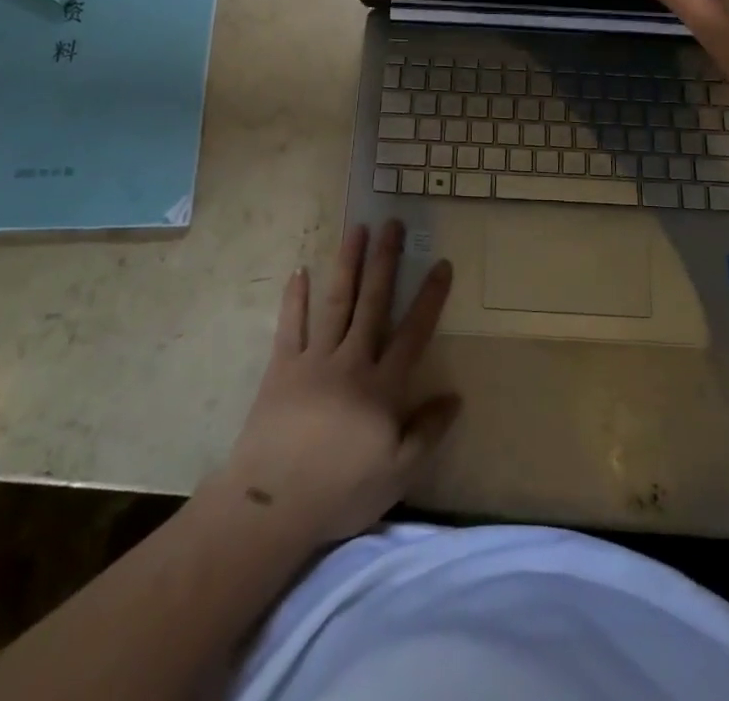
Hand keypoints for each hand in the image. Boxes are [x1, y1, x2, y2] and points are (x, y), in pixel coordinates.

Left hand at [218, 222, 458, 548]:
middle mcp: (352, 361)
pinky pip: (290, 325)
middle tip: (393, 224)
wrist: (273, 504)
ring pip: (336, 302)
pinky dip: (294, 297)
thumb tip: (456, 397)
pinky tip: (299, 270)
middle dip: (385, 261)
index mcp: (382, 387)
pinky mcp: (282, 367)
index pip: (413, 332)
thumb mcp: (398, 474)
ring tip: (357, 229)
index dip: (429, 298)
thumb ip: (428, 432)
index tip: (441, 263)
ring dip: (348, 263)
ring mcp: (315, 360)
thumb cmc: (341, 491)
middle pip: (373, 302)